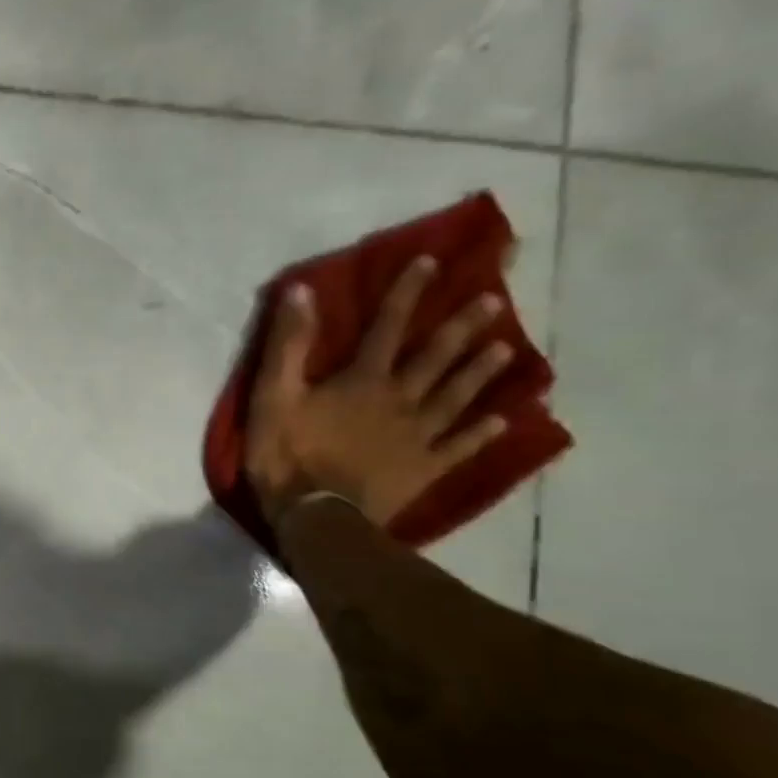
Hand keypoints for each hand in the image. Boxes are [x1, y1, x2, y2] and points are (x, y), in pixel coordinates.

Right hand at [244, 255, 514, 528]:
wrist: (316, 515)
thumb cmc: (287, 454)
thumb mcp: (273, 396)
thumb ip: (287, 345)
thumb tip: (301, 291)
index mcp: (362, 381)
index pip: (387, 327)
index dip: (407, 294)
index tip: (431, 262)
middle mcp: (400, 399)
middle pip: (435, 358)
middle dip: (462, 326)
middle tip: (494, 300)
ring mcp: (418, 436)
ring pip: (455, 396)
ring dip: (479, 370)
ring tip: (504, 348)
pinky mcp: (424, 468)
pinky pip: (459, 447)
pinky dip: (481, 433)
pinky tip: (502, 420)